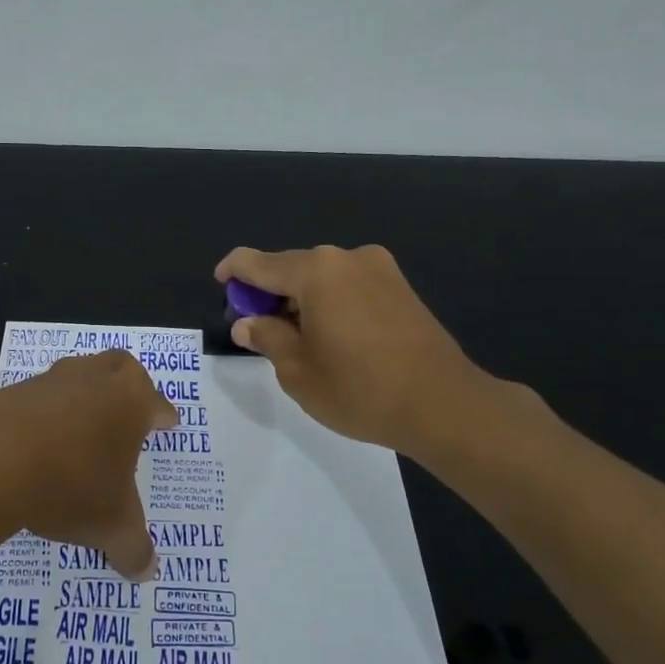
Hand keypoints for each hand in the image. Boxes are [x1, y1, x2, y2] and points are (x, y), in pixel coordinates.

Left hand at [0, 350, 177, 578]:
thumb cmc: (71, 485)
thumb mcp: (112, 527)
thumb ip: (133, 548)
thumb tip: (146, 571)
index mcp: (130, 401)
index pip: (156, 403)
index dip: (164, 415)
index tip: (168, 422)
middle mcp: (94, 379)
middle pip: (120, 368)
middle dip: (128, 386)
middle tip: (128, 410)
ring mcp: (50, 381)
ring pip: (76, 377)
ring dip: (83, 399)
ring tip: (81, 432)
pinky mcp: (11, 391)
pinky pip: (38, 399)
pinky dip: (44, 417)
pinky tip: (39, 445)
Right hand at [216, 244, 519, 458]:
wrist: (443, 405)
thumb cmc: (359, 388)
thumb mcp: (297, 370)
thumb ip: (266, 337)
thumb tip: (247, 323)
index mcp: (316, 271)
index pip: (257, 262)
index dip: (233, 272)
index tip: (221, 285)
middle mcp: (347, 258)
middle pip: (293, 268)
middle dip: (270, 293)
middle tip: (258, 329)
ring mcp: (380, 270)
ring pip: (323, 278)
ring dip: (301, 300)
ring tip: (297, 340)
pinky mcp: (401, 289)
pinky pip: (350, 287)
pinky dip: (330, 304)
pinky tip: (331, 338)